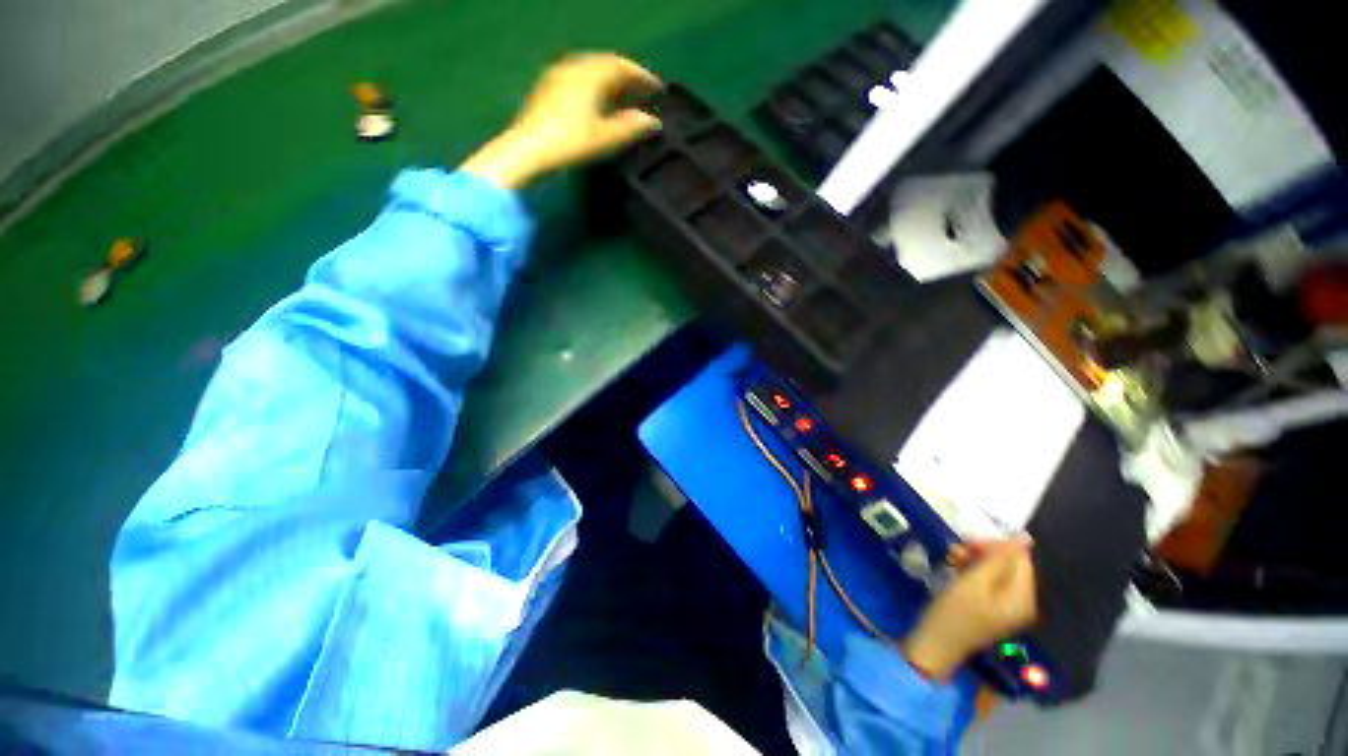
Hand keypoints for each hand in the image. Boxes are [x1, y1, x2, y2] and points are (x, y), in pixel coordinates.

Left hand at [461, 53, 662, 188]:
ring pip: (587, 70)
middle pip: (605, 64)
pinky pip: (573, 78)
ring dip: (606, 80)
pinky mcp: (541, 91)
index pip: (624, 67)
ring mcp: (554, 78)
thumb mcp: (606, 137)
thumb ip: (632, 126)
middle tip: (640, 91)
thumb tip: (652, 121)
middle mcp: (573, 69)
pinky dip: (588, 85)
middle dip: (624, 75)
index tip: (658, 90)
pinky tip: (592, 103)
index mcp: (592, 74)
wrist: (521, 154)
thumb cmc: (567, 142)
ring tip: (618, 97)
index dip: (643, 77)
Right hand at [901, 537, 1037, 679]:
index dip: (996, 546)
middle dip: (986, 555)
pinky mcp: (994, 614)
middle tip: (959, 549)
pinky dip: (977, 577)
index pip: (1019, 556)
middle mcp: (1023, 603)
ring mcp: (1008, 611)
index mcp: (1023, 597)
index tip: (968, 543)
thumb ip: (1001, 557)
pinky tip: (958, 571)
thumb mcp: (975, 581)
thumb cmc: (952, 617)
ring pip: (1000, 574)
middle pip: (1011, 565)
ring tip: (954, 559)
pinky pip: (993, 587)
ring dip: (978, 563)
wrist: (929, 655)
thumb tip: (1025, 536)